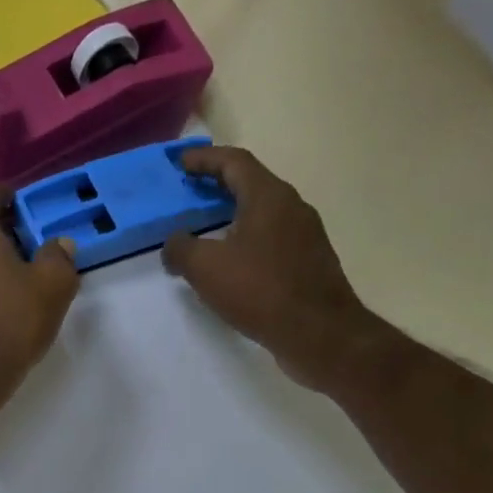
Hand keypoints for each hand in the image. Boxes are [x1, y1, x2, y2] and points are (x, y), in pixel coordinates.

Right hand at [161, 146, 381, 391]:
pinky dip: (247, 240)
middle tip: (190, 192)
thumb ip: (181, 248)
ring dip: (233, 214)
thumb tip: (174, 243)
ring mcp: (305, 235)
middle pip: (251, 184)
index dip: (205, 159)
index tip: (180, 163)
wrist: (318, 333)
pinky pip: (271, 239)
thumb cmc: (260, 290)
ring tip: (206, 229)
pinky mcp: (309, 263)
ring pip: (262, 213)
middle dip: (218, 185)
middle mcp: (292, 207)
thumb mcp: (205, 268)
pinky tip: (231, 263)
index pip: (234, 162)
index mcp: (269, 197)